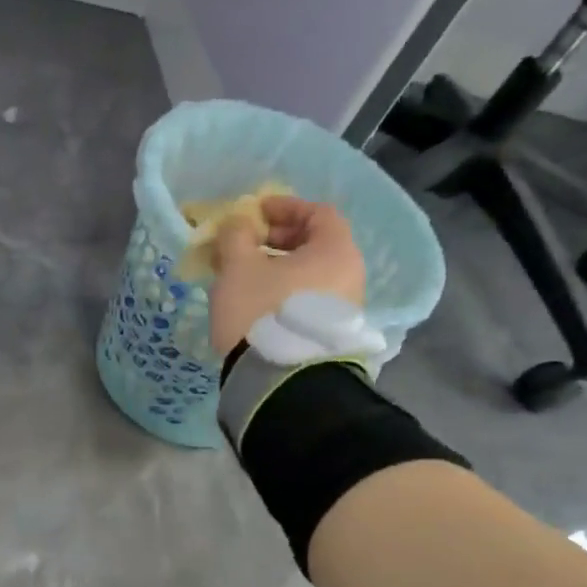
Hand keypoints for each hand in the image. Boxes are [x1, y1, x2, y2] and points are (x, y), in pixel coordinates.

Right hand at [209, 196, 367, 355]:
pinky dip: (284, 291)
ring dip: (279, 268)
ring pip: (310, 275)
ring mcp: (344, 309)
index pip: (318, 213)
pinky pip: (308, 299)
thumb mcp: (238, 266)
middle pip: (316, 245)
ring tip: (245, 276)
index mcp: (335, 252)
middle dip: (279, 240)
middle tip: (247, 245)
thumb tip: (238, 224)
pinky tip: (256, 303)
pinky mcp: (330, 335)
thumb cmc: (261, 310)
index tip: (255, 212)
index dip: (285, 207)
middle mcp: (350, 276)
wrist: (279, 380)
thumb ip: (236, 236)